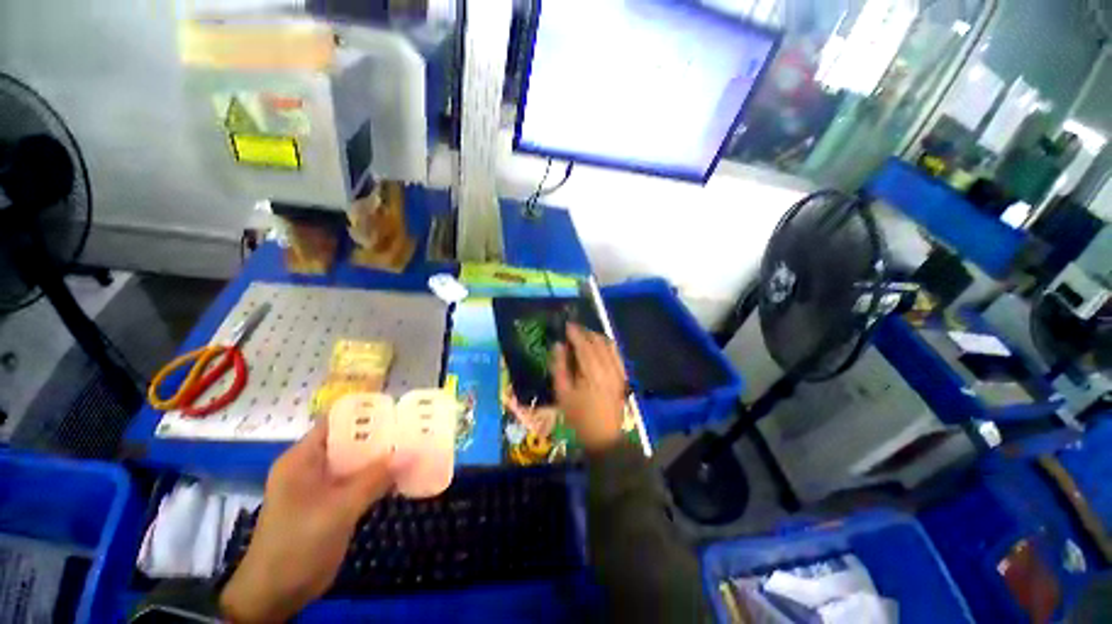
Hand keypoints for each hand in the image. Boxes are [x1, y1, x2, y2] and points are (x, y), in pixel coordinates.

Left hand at [220, 422, 392, 622]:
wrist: (277, 593)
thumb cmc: (299, 543)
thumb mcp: (339, 508)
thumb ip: (376, 477)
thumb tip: (412, 452)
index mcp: (302, 458)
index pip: (335, 422)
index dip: (364, 412)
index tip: (395, 408)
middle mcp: (311, 467)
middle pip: (349, 441)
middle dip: (379, 435)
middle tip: (411, 427)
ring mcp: (320, 487)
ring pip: (355, 463)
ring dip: (381, 457)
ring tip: (412, 446)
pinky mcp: (330, 504)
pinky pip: (357, 482)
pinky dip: (377, 477)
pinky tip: (400, 475)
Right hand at [551, 324, 627, 452]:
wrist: (604, 436)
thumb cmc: (579, 416)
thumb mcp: (563, 394)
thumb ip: (559, 367)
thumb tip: (558, 345)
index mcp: (592, 373)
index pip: (584, 345)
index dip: (575, 333)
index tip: (566, 325)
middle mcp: (608, 368)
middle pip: (598, 342)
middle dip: (585, 332)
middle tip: (573, 330)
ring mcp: (618, 371)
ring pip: (609, 345)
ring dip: (596, 337)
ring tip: (584, 336)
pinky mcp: (623, 375)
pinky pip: (616, 353)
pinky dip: (607, 345)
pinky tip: (599, 346)